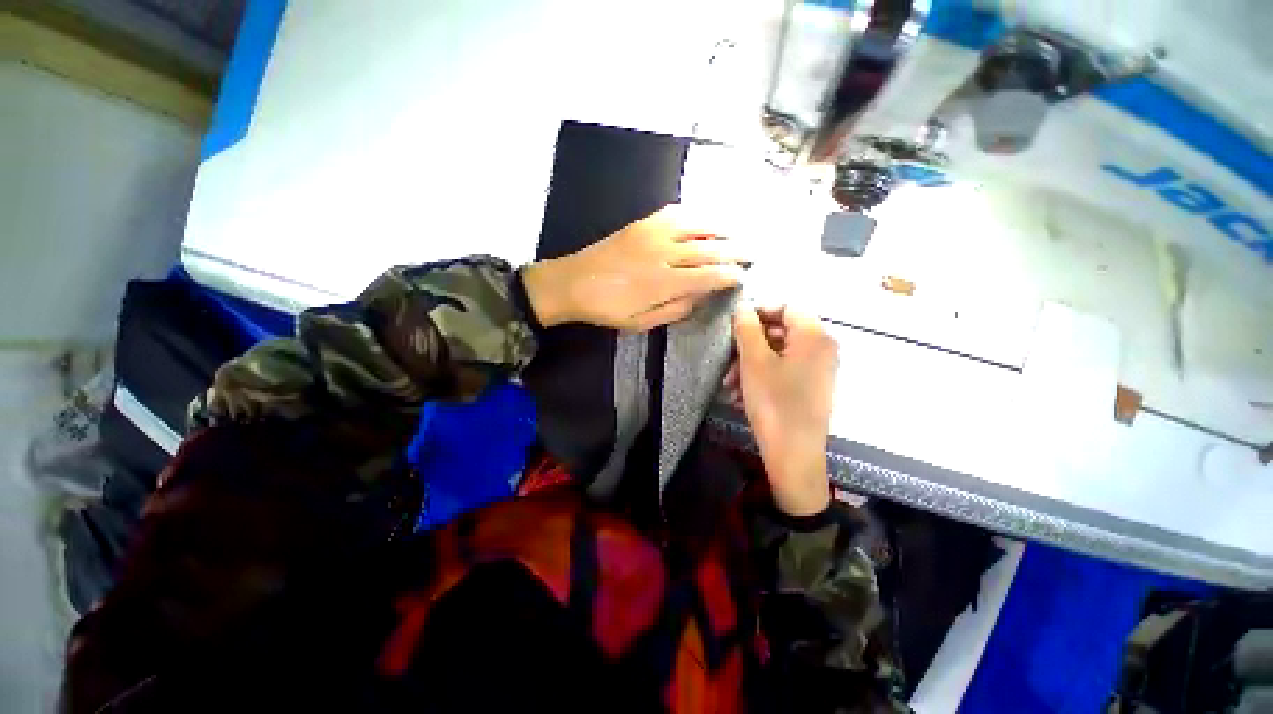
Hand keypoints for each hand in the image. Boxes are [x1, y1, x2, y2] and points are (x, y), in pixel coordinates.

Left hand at [522, 205, 744, 330]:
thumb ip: (676, 309)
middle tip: (753, 253)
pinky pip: (676, 212)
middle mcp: (663, 253)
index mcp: (663, 282)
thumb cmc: (608, 308)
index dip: (729, 276)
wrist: (572, 282)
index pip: (708, 275)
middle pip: (709, 249)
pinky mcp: (642, 223)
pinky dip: (696, 215)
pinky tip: (705, 219)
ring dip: (722, 228)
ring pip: (697, 225)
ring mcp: (652, 233)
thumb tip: (701, 296)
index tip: (742, 277)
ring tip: (739, 232)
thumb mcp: (642, 322)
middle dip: (735, 251)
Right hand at [733, 305, 838, 515]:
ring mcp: (818, 371)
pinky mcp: (811, 389)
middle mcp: (822, 349)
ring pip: (778, 355)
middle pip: (780, 332)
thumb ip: (747, 328)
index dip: (759, 311)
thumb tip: (743, 307)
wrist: (794, 455)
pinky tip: (741, 396)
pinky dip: (761, 378)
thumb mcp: (754, 361)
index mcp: (814, 336)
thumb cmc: (774, 402)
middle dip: (749, 345)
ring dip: (750, 365)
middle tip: (727, 362)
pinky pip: (783, 372)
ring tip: (729, 385)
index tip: (735, 325)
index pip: (787, 307)